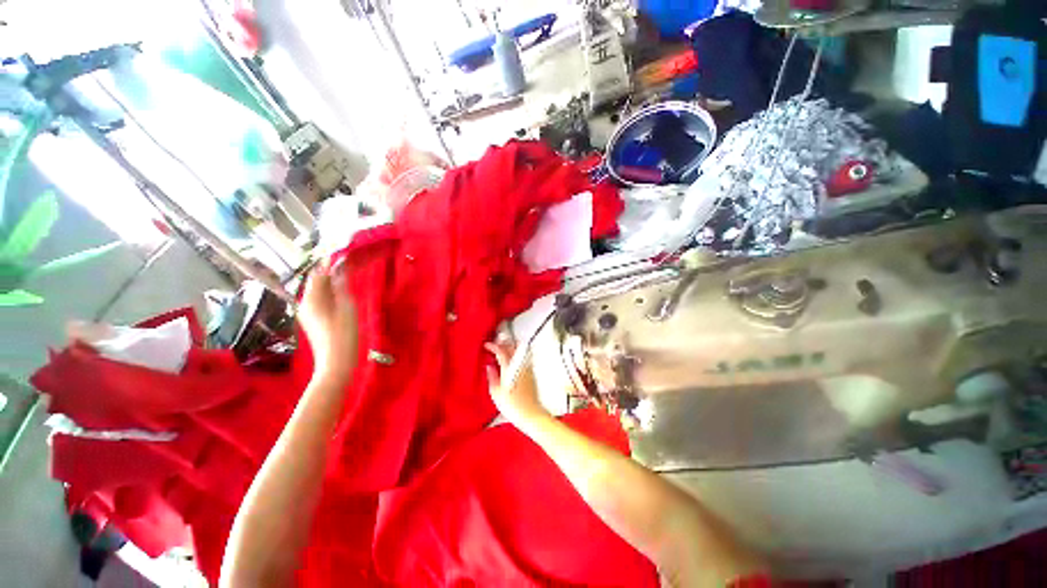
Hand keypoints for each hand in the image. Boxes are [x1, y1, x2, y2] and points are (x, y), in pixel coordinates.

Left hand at [298, 265, 358, 381]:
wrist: (336, 363)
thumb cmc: (343, 335)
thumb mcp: (347, 307)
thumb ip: (342, 286)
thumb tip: (340, 267)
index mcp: (311, 298)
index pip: (318, 273)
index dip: (330, 262)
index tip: (345, 252)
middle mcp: (305, 303)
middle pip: (317, 280)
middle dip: (331, 270)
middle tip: (351, 263)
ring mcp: (308, 312)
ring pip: (320, 290)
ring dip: (332, 281)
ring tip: (350, 275)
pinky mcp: (314, 319)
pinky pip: (322, 299)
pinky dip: (332, 292)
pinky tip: (344, 293)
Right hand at [485, 342, 551, 426]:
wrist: (530, 413)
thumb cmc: (513, 406)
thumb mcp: (496, 392)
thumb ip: (492, 376)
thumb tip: (489, 367)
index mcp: (509, 368)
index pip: (501, 351)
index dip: (493, 346)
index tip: (488, 345)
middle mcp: (519, 365)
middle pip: (512, 347)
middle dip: (503, 343)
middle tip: (496, 344)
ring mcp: (527, 368)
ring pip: (520, 349)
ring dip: (512, 345)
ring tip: (506, 346)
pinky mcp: (532, 372)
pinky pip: (525, 356)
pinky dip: (519, 352)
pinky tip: (515, 357)